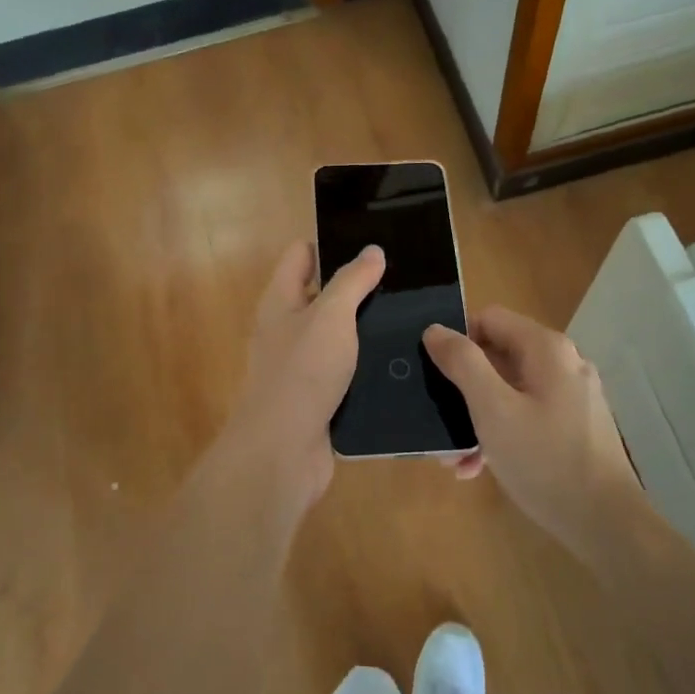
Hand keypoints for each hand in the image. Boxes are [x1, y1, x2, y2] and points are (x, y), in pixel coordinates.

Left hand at [210, 239, 385, 524]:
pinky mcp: (318, 395)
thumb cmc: (303, 372)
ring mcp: (301, 364)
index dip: (333, 243)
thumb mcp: (331, 317)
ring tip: (413, 316)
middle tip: (405, 280)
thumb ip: (352, 282)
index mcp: (281, 300)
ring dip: (367, 328)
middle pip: (322, 294)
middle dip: (359, 286)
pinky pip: (346, 369)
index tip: (374, 243)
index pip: (302, 254)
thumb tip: (372, 250)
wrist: (283, 451)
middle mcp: (286, 327)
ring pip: (338, 334)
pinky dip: (367, 363)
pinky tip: (401, 360)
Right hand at [423, 307, 640, 558]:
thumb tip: (435, 330)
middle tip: (438, 422)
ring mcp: (571, 396)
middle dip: (463, 388)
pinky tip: (480, 467)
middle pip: (498, 356)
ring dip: (477, 417)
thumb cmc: (545, 461)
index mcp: (546, 349)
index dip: (457, 340)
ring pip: (509, 390)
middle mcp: (563, 363)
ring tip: (455, 457)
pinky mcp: (574, 426)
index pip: (489, 319)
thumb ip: (462, 363)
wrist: (606, 525)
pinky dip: (501, 433)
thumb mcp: (492, 410)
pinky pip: (526, 415)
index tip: (435, 374)